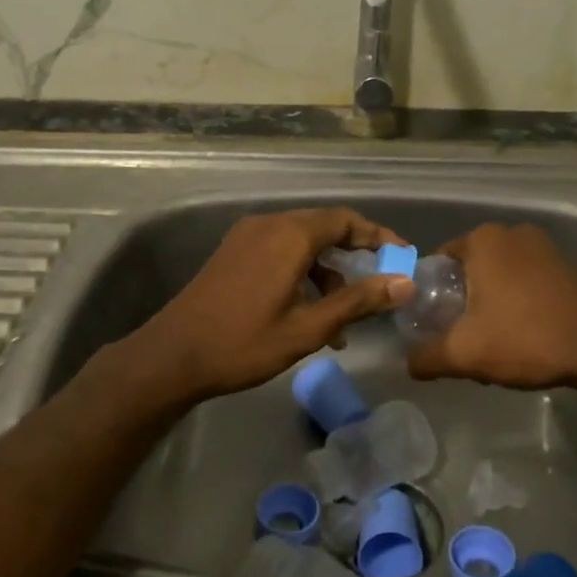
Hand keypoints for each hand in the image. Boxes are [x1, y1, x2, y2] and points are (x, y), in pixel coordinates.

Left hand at [126, 208, 413, 402]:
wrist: (172, 356)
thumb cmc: (244, 343)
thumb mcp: (308, 327)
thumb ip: (357, 301)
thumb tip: (404, 283)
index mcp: (290, 235)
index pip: (346, 220)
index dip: (378, 236)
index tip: (402, 257)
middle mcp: (269, 224)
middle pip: (324, 227)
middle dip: (355, 253)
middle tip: (379, 283)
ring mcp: (247, 237)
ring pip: (301, 241)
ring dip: (327, 270)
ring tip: (343, 316)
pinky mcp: (233, 252)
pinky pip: (280, 250)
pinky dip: (302, 272)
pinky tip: (308, 311)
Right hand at [407, 223, 576, 389]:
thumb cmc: (524, 339)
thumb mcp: (464, 354)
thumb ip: (426, 357)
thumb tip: (408, 364)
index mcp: (482, 240)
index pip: (439, 261)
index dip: (431, 294)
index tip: (436, 324)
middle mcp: (511, 232)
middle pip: (469, 268)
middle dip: (462, 300)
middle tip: (461, 335)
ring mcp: (543, 246)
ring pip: (498, 274)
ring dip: (489, 302)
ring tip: (492, 338)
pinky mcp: (564, 265)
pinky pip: (525, 279)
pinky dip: (516, 300)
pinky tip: (521, 332)